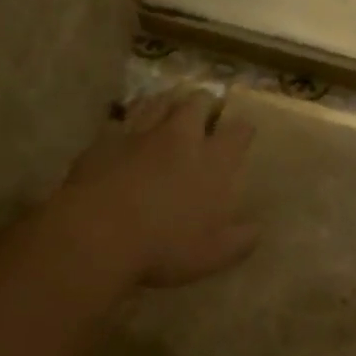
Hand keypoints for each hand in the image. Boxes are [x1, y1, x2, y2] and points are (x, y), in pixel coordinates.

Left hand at [65, 90, 259, 287]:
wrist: (97, 233)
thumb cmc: (163, 247)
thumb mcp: (213, 255)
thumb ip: (241, 239)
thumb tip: (258, 229)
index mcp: (213, 162)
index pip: (238, 133)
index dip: (243, 130)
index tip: (244, 132)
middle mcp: (181, 137)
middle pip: (197, 103)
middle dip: (205, 102)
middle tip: (206, 108)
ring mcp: (141, 132)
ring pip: (159, 101)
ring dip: (168, 100)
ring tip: (170, 105)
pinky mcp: (106, 137)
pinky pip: (122, 116)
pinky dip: (130, 117)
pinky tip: (129, 124)